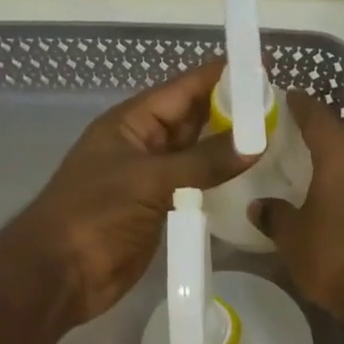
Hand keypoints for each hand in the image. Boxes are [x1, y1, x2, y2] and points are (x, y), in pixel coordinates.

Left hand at [0, 59, 252, 325]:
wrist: (61, 274)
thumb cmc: (95, 215)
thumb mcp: (149, 180)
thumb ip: (204, 162)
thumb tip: (256, 143)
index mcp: (132, 122)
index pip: (184, 88)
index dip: (223, 76)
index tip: (265, 69)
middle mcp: (144, 144)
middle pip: (194, 118)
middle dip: (233, 112)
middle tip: (282, 108)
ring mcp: (153, 178)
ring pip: (198, 154)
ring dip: (230, 149)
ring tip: (277, 140)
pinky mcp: (161, 210)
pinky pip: (197, 187)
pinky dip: (221, 183)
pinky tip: (252, 181)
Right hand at [249, 91, 343, 324]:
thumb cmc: (335, 257)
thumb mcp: (292, 238)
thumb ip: (275, 215)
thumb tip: (261, 205)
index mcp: (342, 156)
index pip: (318, 117)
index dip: (300, 106)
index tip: (287, 97)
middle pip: (341, 141)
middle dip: (318, 141)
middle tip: (291, 145)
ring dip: (338, 169)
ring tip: (313, 178)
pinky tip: (337, 207)